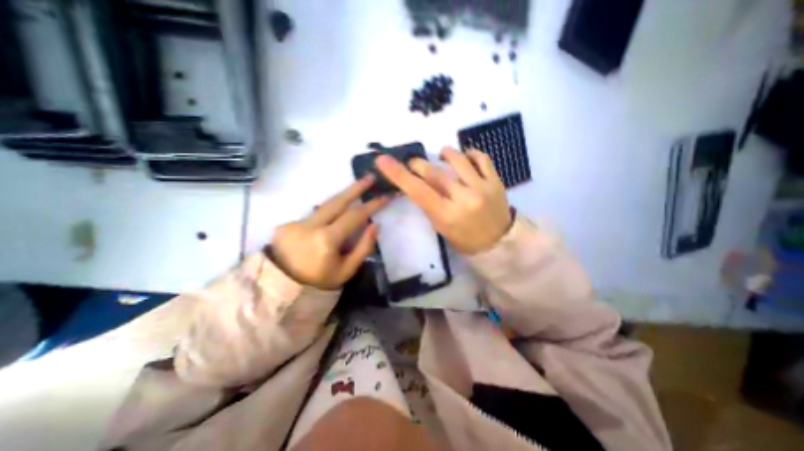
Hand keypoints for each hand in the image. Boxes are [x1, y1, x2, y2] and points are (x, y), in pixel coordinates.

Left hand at [269, 176, 389, 287]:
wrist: (282, 289)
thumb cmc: (320, 282)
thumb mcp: (347, 270)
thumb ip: (363, 247)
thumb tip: (375, 225)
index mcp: (327, 240)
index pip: (354, 216)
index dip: (372, 204)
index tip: (385, 195)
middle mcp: (310, 226)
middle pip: (337, 201)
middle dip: (355, 188)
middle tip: (370, 177)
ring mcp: (296, 223)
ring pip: (325, 206)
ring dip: (342, 198)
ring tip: (356, 191)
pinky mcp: (286, 224)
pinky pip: (314, 216)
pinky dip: (326, 215)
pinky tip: (331, 221)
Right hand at [376, 147, 507, 255]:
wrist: (498, 242)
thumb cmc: (464, 239)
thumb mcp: (441, 226)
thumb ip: (429, 204)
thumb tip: (418, 182)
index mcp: (447, 215)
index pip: (418, 191)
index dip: (398, 175)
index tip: (383, 161)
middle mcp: (464, 199)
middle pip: (435, 173)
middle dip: (419, 164)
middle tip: (414, 164)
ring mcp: (482, 188)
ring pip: (458, 160)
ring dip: (444, 154)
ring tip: (441, 156)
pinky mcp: (496, 181)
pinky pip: (482, 158)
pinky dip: (470, 154)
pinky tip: (464, 158)